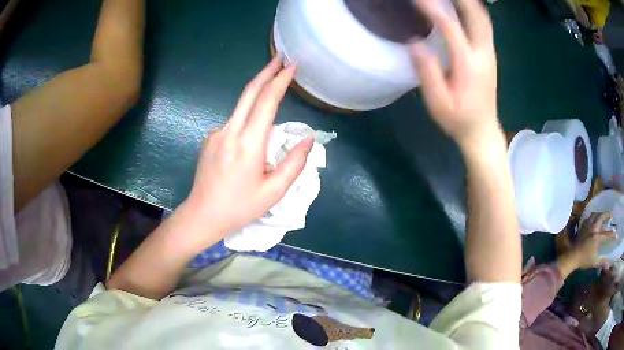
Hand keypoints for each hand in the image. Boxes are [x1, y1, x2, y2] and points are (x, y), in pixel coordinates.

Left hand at [186, 58, 312, 244]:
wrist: (202, 214)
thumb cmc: (240, 207)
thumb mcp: (273, 192)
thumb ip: (294, 163)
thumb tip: (308, 139)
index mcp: (248, 144)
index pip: (266, 102)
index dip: (280, 81)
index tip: (291, 66)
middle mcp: (230, 131)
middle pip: (249, 93)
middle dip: (266, 72)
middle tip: (281, 58)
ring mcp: (216, 133)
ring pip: (241, 107)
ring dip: (258, 95)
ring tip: (273, 91)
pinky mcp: (210, 139)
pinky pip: (233, 123)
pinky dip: (246, 120)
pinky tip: (249, 140)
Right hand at [410, 0, 499, 149]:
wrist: (482, 132)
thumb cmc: (458, 120)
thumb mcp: (438, 102)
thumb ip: (427, 72)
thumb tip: (413, 43)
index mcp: (468, 65)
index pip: (451, 27)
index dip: (433, 9)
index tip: (417, 0)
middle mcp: (483, 54)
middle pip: (476, 16)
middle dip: (460, 0)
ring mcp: (490, 54)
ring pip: (483, 19)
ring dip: (470, 3)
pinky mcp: (491, 56)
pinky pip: (485, 26)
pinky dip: (475, 11)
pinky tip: (466, 7)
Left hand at [571, 213, 617, 268]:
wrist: (572, 258)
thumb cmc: (584, 260)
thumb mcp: (594, 262)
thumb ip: (602, 262)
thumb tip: (608, 265)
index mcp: (597, 237)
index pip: (606, 235)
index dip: (612, 235)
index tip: (616, 235)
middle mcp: (593, 229)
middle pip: (601, 217)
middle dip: (607, 215)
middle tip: (611, 215)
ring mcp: (587, 226)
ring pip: (595, 215)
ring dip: (600, 214)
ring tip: (603, 215)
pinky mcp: (582, 227)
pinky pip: (588, 218)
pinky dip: (592, 216)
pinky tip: (594, 218)